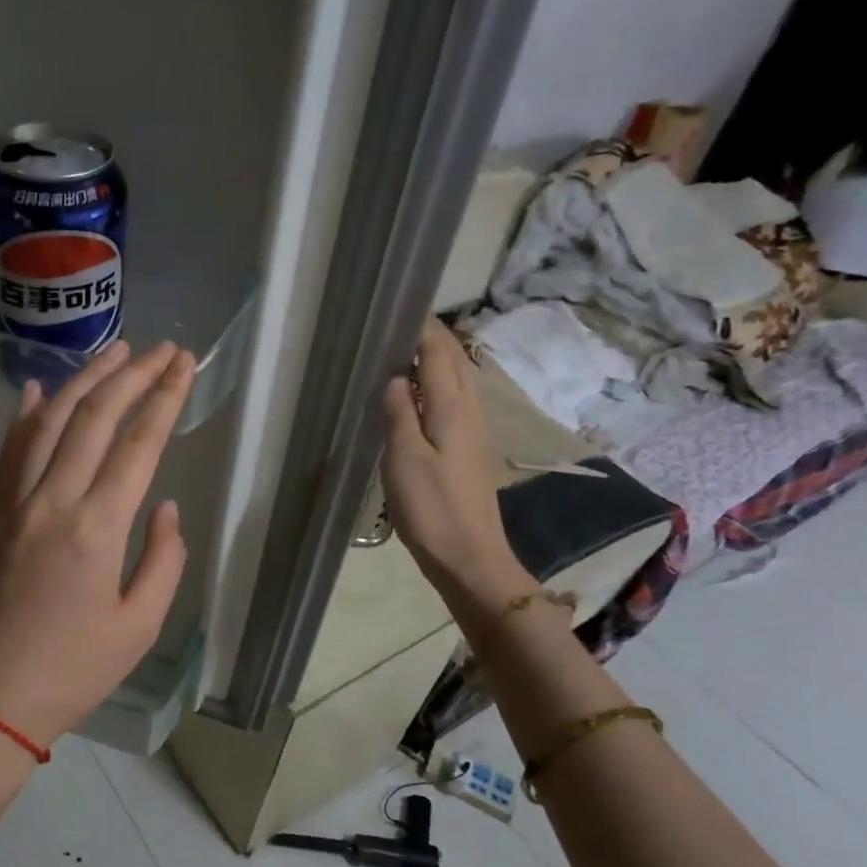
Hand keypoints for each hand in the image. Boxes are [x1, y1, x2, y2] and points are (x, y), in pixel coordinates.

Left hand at [0, 340, 195, 751]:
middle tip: (163, 348)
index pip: (138, 444)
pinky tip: (40, 390)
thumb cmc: (73, 672)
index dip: (165, 398)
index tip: (185, 364)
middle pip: (95, 418)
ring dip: (84, 380)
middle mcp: (52, 501)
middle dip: (133, 375)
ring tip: (114, 350)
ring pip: (50, 422)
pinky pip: (10, 451)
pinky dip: (27, 415)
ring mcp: (15, 503)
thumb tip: (164, 505)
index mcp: (96, 529)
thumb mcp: (139, 627)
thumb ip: (163, 559)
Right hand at [381, 319, 536, 616]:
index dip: (423, 328)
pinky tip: (413, 400)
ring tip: (399, 356)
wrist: (470, 558)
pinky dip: (434, 388)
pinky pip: (452, 404)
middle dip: (429, 339)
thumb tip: (397, 377)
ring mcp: (472, 432)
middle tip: (394, 328)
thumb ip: (400, 413)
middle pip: (454, 362)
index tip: (397, 309)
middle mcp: (469, 412)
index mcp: (453, 407)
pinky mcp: (468, 451)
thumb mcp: (405, 459)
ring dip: (433, 363)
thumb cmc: (433, 508)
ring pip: (456, 383)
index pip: (442, 352)